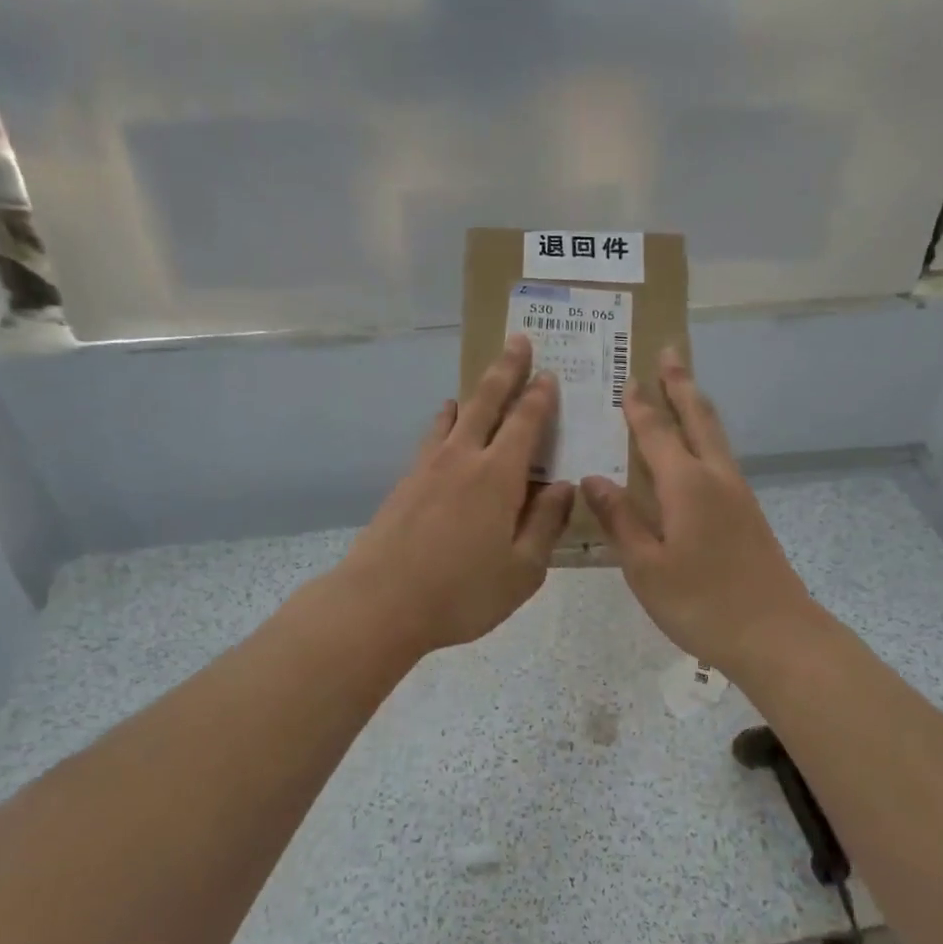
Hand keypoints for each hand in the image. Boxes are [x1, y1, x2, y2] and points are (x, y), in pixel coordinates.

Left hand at [334, 335, 574, 656]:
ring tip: (480, 383)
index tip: (549, 373)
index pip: (525, 422)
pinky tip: (446, 428)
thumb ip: (546, 523)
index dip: (540, 396)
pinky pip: (432, 437)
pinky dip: (446, 422)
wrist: (379, 603)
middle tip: (518, 340)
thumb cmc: (461, 592)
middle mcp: (462, 458)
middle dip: (505, 369)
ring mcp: (428, 467)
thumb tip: (562, 486)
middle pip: (486, 401)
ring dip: (472, 393)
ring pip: (454, 415)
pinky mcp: (405, 482)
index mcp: (498, 476)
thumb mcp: (522, 570)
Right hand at [582, 348, 819, 674]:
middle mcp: (715, 477)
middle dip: (681, 384)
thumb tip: (593, 478)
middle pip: (697, 418)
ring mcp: (738, 493)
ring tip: (684, 387)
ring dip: (697, 405)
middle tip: (670, 351)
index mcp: (685, 484)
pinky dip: (706, 436)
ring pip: (715, 435)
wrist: (775, 634)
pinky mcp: (748, 512)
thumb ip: (619, 519)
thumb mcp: (646, 566)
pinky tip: (698, 450)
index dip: (640, 406)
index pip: (655, 433)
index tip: (628, 378)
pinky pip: (722, 457)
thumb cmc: (701, 602)